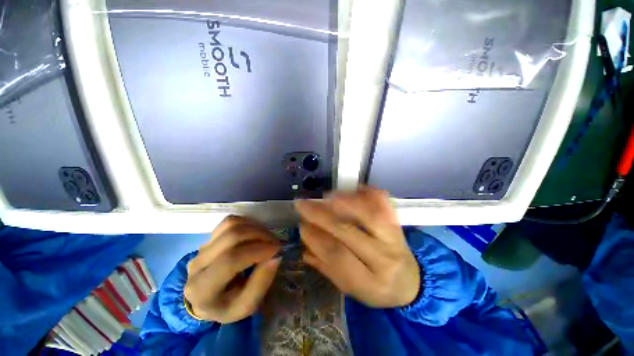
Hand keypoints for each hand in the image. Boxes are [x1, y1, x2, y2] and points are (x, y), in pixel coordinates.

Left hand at [184, 216, 281, 322]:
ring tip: (267, 238)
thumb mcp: (247, 306)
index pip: (230, 261)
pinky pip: (230, 221)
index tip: (277, 249)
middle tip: (275, 243)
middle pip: (231, 237)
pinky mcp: (209, 237)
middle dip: (259, 235)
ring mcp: (202, 247)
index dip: (257, 251)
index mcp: (202, 289)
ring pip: (231, 225)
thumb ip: (261, 283)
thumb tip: (275, 257)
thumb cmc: (228, 305)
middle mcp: (197, 264)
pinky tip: (256, 233)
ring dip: (255, 227)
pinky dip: (248, 223)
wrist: (207, 298)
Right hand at [295, 187, 419, 307]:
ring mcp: (394, 238)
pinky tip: (355, 188)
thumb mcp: (351, 287)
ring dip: (344, 201)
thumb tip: (304, 242)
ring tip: (326, 196)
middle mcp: (384, 259)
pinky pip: (385, 204)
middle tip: (304, 205)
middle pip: (349, 232)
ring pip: (369, 214)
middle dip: (321, 215)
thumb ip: (326, 266)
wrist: (409, 283)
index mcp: (370, 282)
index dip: (315, 238)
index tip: (301, 225)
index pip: (337, 256)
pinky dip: (369, 192)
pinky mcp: (398, 223)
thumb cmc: (375, 287)